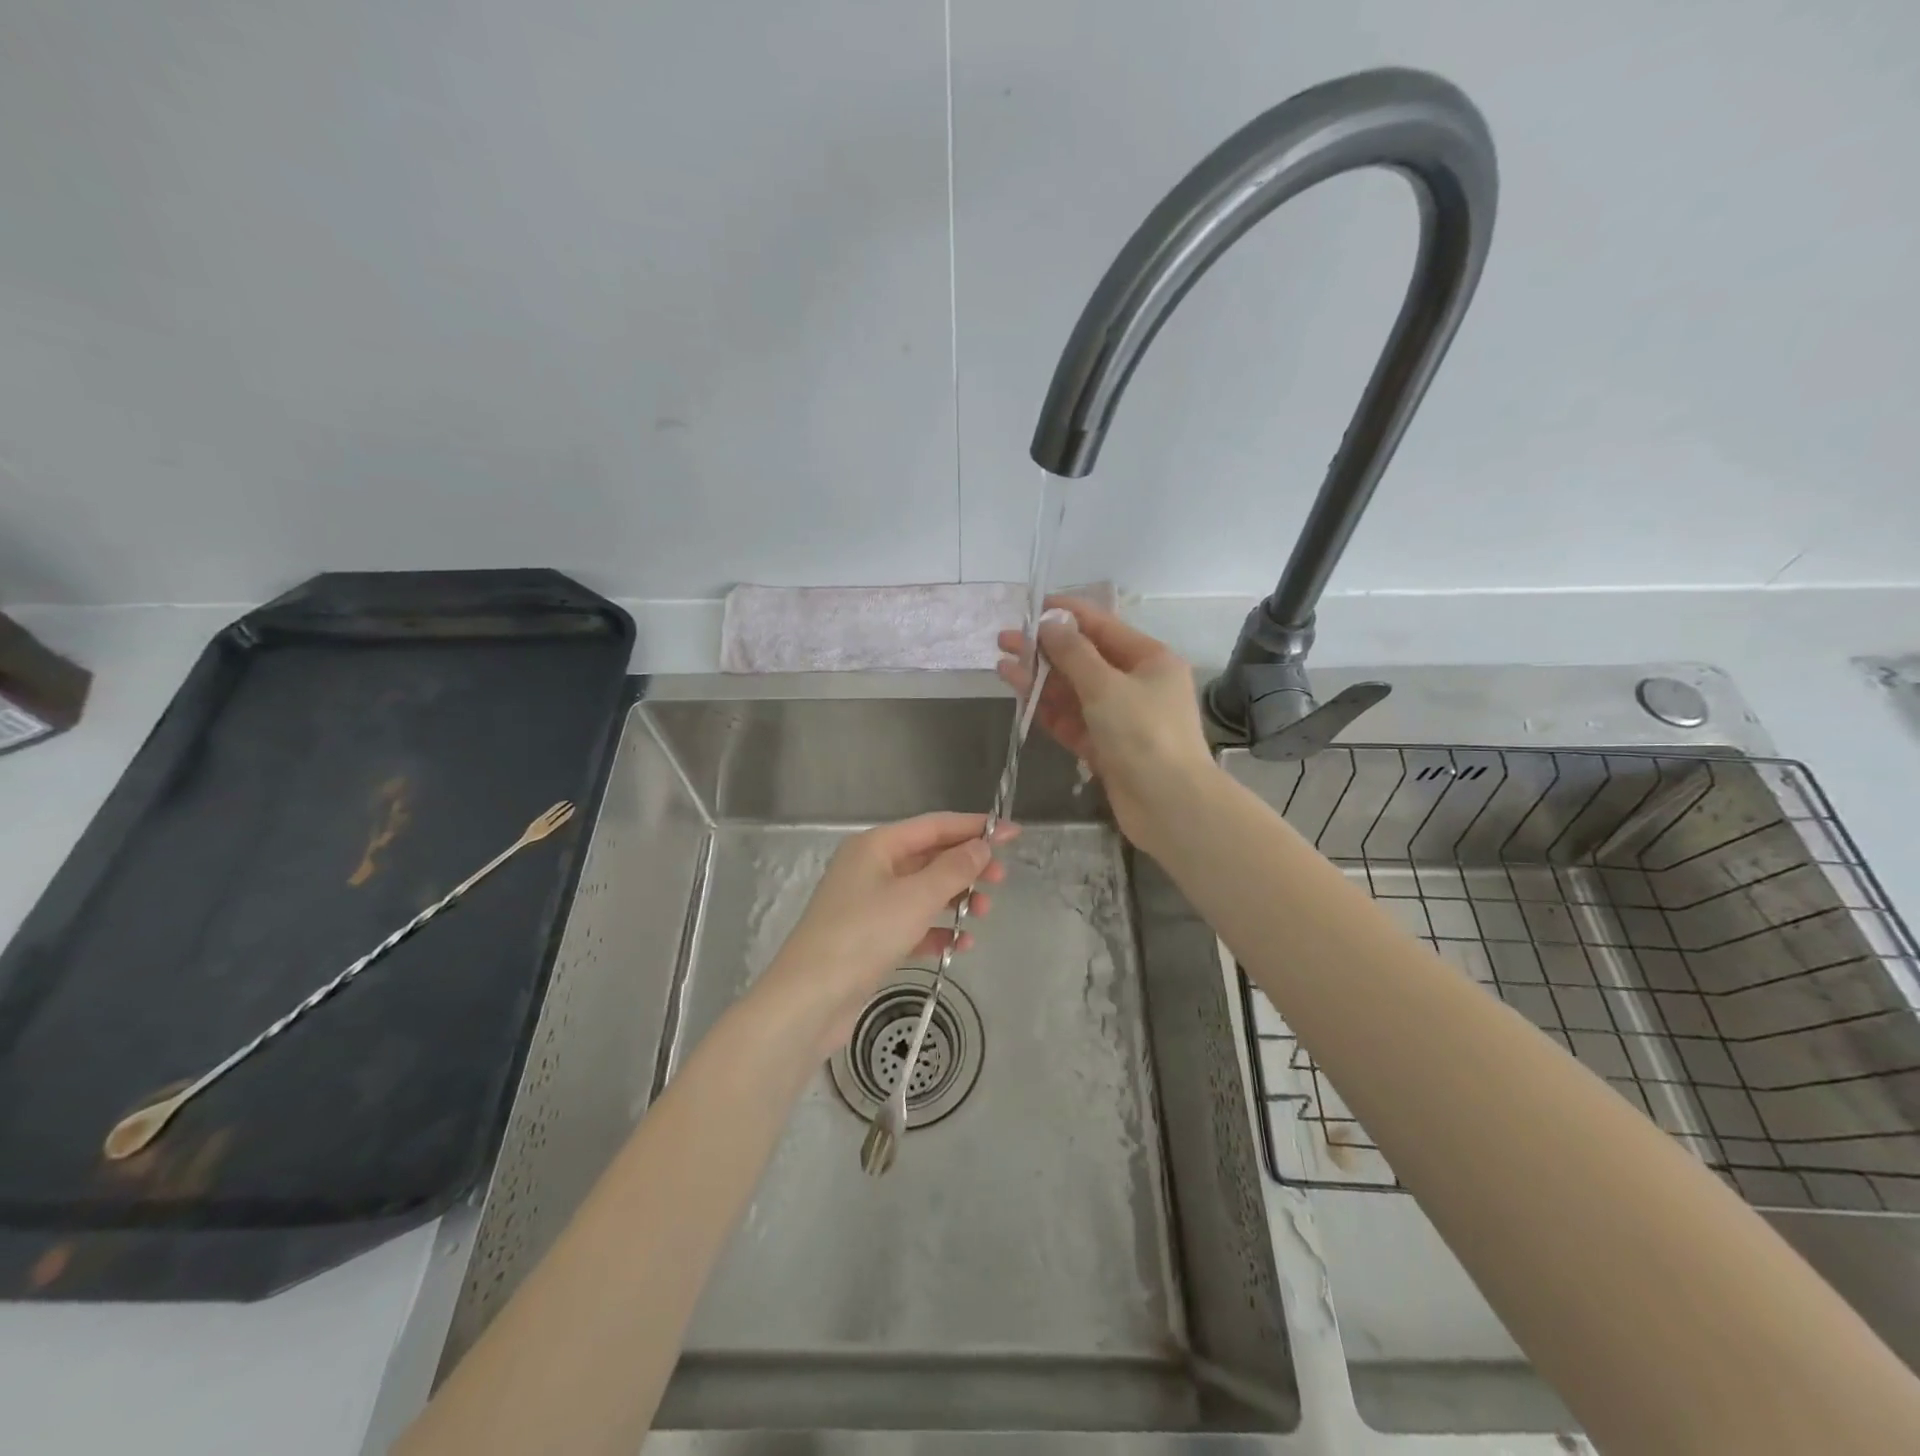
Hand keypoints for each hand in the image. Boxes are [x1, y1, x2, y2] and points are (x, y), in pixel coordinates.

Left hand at [757, 813, 1015, 1055]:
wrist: (809, 1000)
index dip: (975, 828)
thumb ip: (953, 870)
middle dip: (967, 867)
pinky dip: (936, 931)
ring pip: (923, 892)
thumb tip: (982, 846)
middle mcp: (871, 868)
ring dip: (955, 899)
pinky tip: (959, 946)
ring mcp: (868, 904)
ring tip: (983, 914)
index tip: (1013, 834)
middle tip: (1001, 880)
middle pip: (929, 857)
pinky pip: (912, 925)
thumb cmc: (863, 936)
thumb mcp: (915, 898)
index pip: (934, 826)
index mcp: (876, 846)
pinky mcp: (870, 939)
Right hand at [997, 597, 1215, 850]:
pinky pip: (1072, 720)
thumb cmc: (1144, 734)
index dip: (1066, 614)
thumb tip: (1049, 624)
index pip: (1102, 626)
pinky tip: (1020, 697)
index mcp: (1149, 659)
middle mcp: (1136, 684)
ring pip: (1073, 691)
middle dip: (1045, 649)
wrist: (1169, 805)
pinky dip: (1047, 709)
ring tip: (1002, 667)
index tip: (1031, 608)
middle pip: (1084, 659)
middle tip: (1005, 640)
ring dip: (1040, 679)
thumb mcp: (1106, 686)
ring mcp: (1119, 717)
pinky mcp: (1104, 746)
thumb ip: (1073, 653)